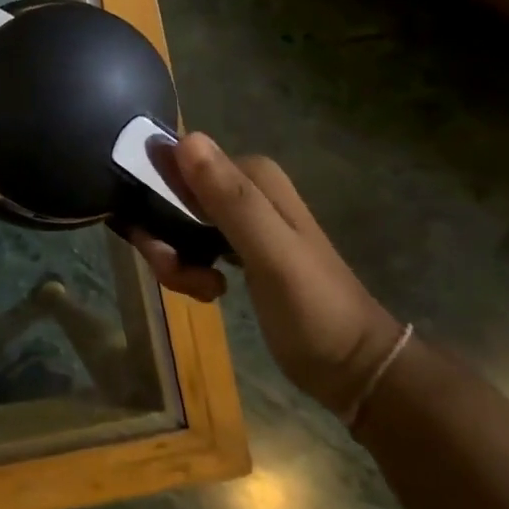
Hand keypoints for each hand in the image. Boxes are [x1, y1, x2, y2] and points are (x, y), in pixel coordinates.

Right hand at [130, 133, 403, 416]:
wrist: (354, 369)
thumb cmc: (315, 308)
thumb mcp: (272, 254)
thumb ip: (230, 199)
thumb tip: (184, 139)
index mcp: (252, 176)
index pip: (175, 164)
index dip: (155, 197)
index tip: (161, 242)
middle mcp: (241, 188)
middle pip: (169, 195)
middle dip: (161, 235)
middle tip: (176, 272)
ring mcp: (236, 219)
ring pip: (172, 222)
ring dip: (173, 257)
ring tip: (199, 288)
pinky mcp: (232, 248)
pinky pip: (186, 244)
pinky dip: (185, 268)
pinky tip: (208, 291)